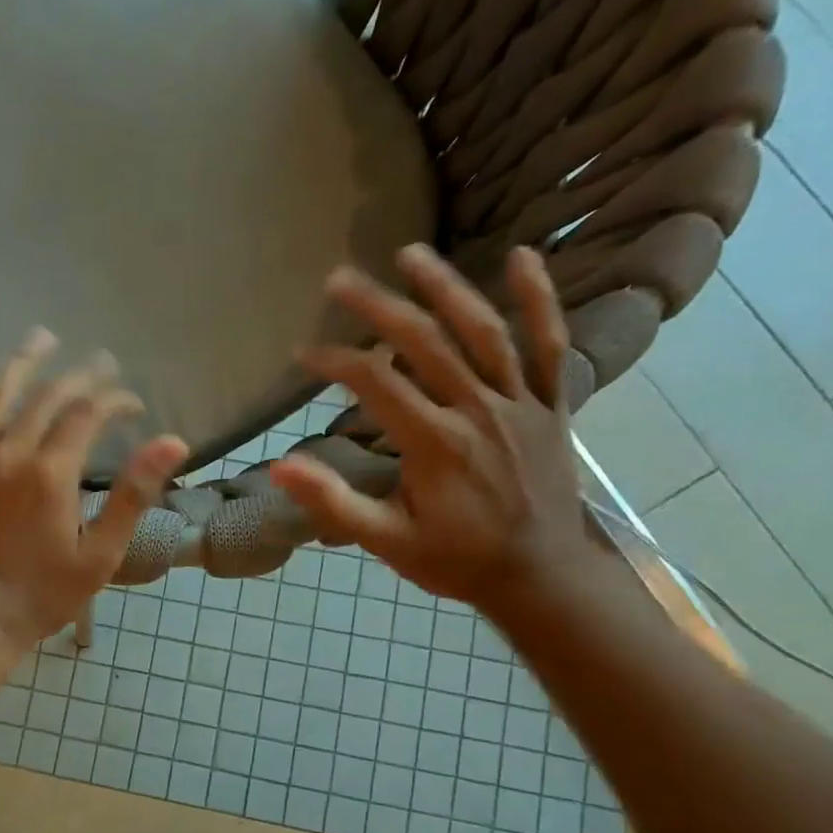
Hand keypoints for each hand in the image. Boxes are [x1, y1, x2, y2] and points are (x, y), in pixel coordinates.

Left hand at [0, 328, 188, 648]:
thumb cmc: (40, 595)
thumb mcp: (99, 556)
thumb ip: (133, 495)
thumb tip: (173, 441)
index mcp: (51, 474)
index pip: (88, 415)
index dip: (114, 401)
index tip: (130, 403)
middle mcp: (7, 453)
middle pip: (47, 398)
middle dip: (79, 377)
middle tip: (99, 363)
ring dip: (24, 362)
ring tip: (44, 338)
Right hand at [269, 246, 604, 620]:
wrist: (542, 578)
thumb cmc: (456, 560)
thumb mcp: (387, 541)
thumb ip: (334, 503)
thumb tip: (281, 465)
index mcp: (435, 444)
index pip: (376, 383)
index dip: (334, 362)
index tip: (304, 354)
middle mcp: (478, 412)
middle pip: (425, 343)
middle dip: (377, 307)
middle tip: (339, 278)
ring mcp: (519, 404)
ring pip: (483, 333)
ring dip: (446, 288)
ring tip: (410, 254)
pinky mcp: (550, 405)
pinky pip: (551, 346)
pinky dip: (539, 301)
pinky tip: (524, 258)